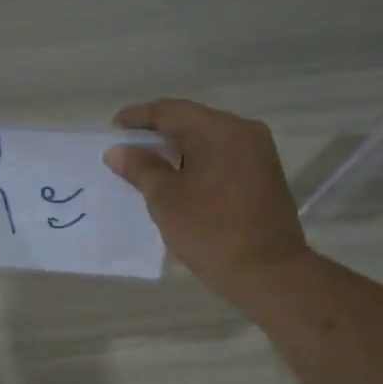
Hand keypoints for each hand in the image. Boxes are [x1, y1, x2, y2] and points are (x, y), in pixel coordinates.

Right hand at [105, 99, 309, 300]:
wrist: (269, 272)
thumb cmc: (211, 230)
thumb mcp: (166, 198)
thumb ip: (141, 168)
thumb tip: (118, 151)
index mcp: (219, 129)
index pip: (170, 111)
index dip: (138, 116)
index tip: (114, 126)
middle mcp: (244, 132)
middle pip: (192, 122)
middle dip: (159, 133)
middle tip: (128, 146)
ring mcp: (260, 155)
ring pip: (209, 141)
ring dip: (179, 150)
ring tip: (149, 165)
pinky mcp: (265, 178)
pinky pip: (223, 159)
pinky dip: (198, 164)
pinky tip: (180, 180)